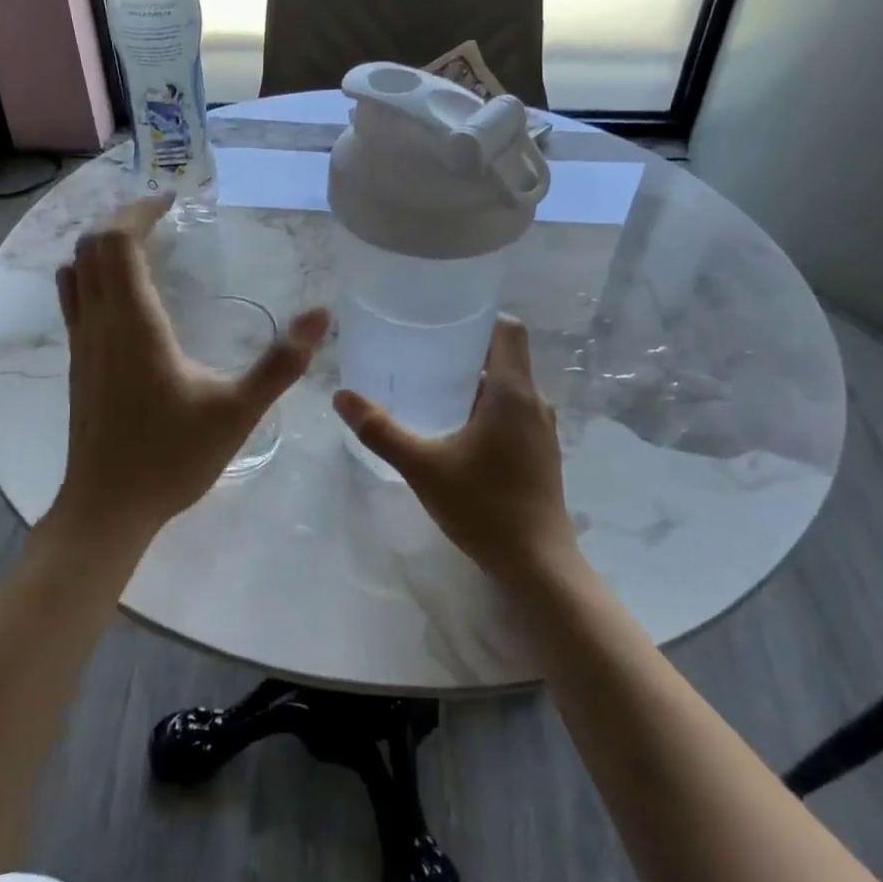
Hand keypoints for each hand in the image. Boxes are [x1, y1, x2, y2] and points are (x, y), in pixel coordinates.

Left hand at [53, 194, 328, 541]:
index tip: (172, 200)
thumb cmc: (171, 458)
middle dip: (121, 219)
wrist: (107, 508)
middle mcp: (99, 324)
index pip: (117, 241)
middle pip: (91, 247)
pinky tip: (124, 294)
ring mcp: (81, 345)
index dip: (139, 210)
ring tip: (140, 241)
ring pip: (76, 272)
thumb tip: (320, 315)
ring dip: (102, 245)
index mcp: (134, 324)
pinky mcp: (77, 365)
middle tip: (160, 214)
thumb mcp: (237, 412)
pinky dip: (93, 274)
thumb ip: (280, 363)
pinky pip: (75, 300)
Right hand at [333, 318, 580, 584]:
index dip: (478, 317)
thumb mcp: (422, 466)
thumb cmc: (483, 506)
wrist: (537, 563)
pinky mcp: (540, 452)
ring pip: (507, 388)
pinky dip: (485, 409)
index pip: (507, 329)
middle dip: (464, 352)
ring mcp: (541, 429)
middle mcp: (534, 402)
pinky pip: (512, 412)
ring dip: (473, 383)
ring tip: (430, 389)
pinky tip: (453, 430)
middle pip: (503, 357)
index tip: (441, 321)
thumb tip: (341, 396)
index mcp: (513, 392)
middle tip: (420, 354)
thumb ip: (380, 430)